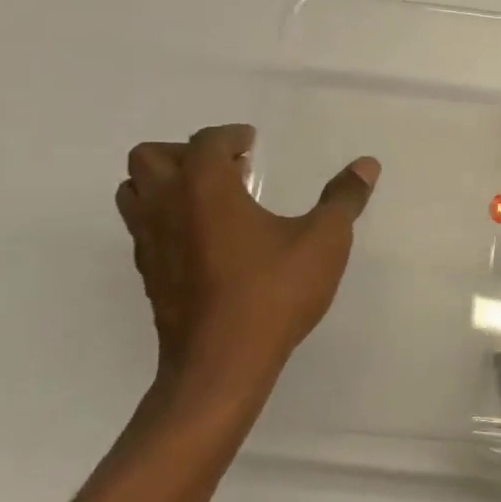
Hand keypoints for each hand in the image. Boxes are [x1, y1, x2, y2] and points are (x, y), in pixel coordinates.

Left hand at [116, 124, 378, 413]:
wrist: (221, 365)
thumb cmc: (273, 293)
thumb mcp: (324, 241)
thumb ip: (344, 199)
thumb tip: (366, 164)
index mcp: (205, 186)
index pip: (207, 140)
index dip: (232, 136)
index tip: (253, 144)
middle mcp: (166, 205)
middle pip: (150, 156)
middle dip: (186, 152)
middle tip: (227, 169)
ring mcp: (149, 242)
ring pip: (134, 192)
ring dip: (165, 184)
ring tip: (210, 199)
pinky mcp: (148, 275)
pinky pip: (142, 228)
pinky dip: (165, 219)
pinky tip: (205, 240)